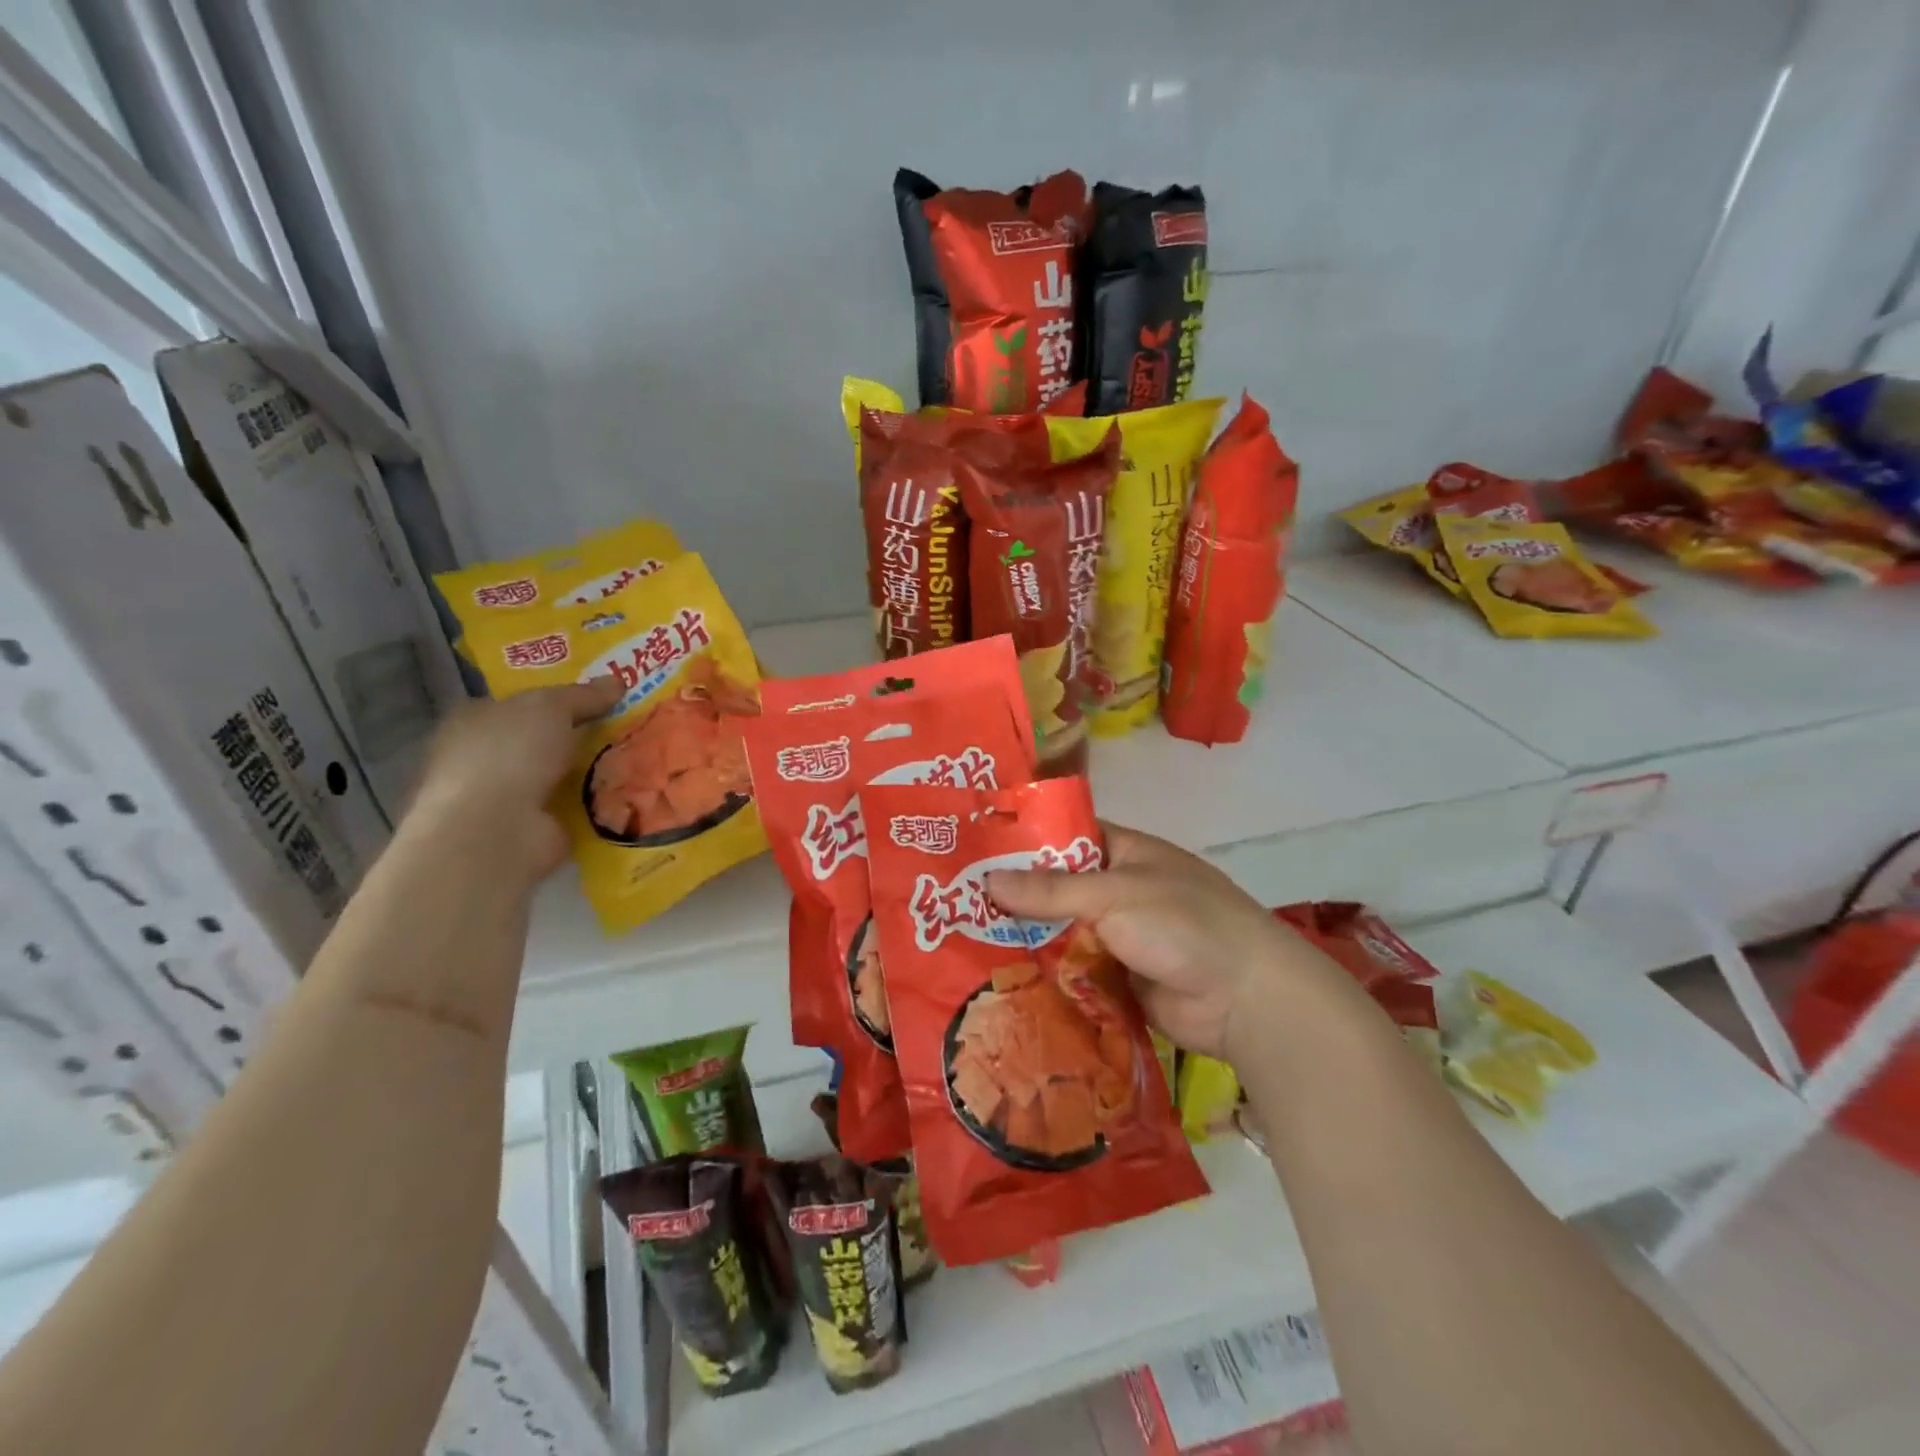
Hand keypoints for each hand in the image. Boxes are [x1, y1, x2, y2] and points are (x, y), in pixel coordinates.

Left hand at [400, 679, 621, 882]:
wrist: (497, 830)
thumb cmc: (510, 754)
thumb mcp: (550, 707)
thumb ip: (583, 695)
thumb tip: (618, 682)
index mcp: (473, 721)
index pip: (518, 703)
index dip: (557, 698)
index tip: (600, 697)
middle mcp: (485, 758)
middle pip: (543, 739)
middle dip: (581, 735)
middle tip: (629, 724)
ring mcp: (508, 798)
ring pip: (562, 774)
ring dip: (595, 770)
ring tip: (642, 756)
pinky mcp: (534, 829)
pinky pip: (577, 807)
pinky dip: (600, 802)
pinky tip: (633, 791)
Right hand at [989, 825, 1376, 1063]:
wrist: (1246, 999)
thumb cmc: (1183, 924)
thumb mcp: (1114, 895)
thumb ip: (1050, 890)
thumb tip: (986, 881)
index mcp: (1124, 853)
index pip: (1063, 836)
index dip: (1021, 841)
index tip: (972, 850)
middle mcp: (1118, 890)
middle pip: (1056, 888)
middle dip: (1014, 897)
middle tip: (952, 904)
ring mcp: (1119, 936)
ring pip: (1061, 932)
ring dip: (1025, 939)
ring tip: (961, 943)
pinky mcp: (1118, 978)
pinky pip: (1073, 971)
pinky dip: (1045, 975)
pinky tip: (1000, 981)